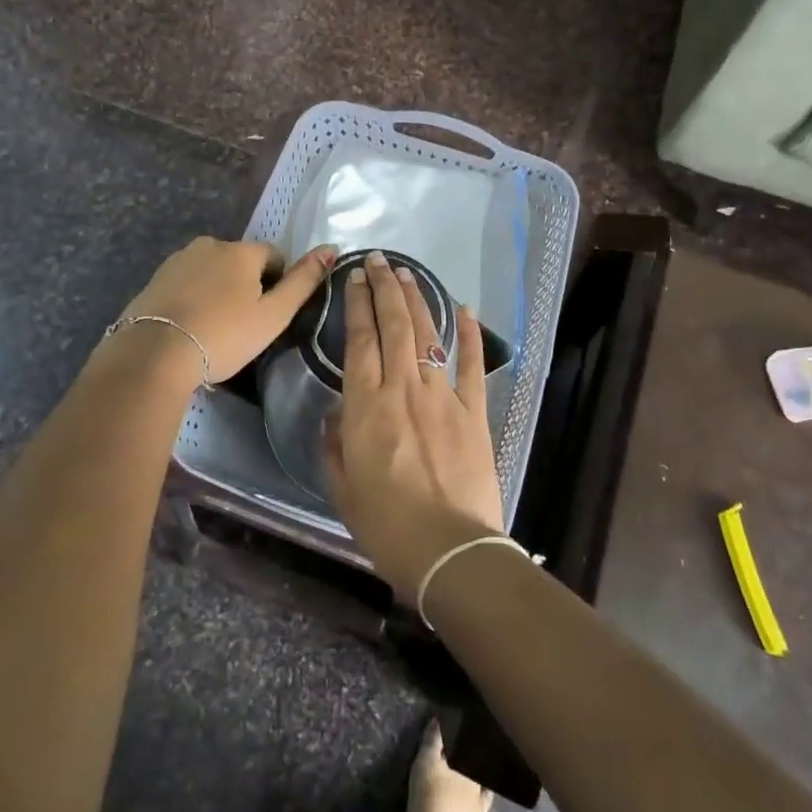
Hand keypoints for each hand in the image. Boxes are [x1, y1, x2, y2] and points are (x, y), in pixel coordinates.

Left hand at [112, 237, 336, 384]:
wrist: (153, 354)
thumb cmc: (223, 335)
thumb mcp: (274, 315)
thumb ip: (304, 281)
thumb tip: (331, 248)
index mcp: (242, 251)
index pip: (274, 257)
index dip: (278, 285)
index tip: (267, 316)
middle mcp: (210, 244)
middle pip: (241, 262)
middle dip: (246, 286)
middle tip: (242, 326)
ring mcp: (179, 260)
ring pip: (212, 271)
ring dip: (218, 290)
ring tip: (214, 328)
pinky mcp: (155, 278)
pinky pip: (186, 283)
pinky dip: (193, 298)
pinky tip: (190, 327)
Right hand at [323, 250, 503, 602]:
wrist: (450, 551)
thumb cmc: (387, 526)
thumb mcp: (343, 489)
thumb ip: (336, 445)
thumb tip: (339, 414)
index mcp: (367, 407)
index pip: (360, 340)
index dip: (358, 304)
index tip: (355, 278)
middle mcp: (404, 389)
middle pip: (394, 325)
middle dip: (385, 288)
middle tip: (379, 260)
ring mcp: (443, 396)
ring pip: (428, 335)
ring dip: (417, 300)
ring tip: (408, 273)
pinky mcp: (474, 412)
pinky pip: (471, 365)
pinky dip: (469, 334)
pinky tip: (464, 309)